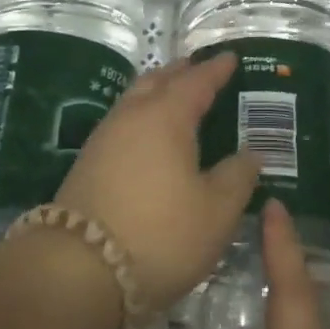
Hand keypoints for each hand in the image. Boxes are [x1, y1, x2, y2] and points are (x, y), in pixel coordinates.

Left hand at [55, 52, 261, 313]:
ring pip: (134, 101)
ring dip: (157, 92)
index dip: (217, 70)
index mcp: (166, 117)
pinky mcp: (87, 164)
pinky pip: (123, 124)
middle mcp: (131, 118)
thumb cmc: (161, 234)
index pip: (197, 82)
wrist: (78, 271)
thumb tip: (251, 155)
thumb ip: (238, 177)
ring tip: (177, 98)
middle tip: (201, 69)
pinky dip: (143, 118)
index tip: (231, 58)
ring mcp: (103, 140)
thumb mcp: (216, 211)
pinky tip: (150, 137)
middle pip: (157, 81)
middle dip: (181, 72)